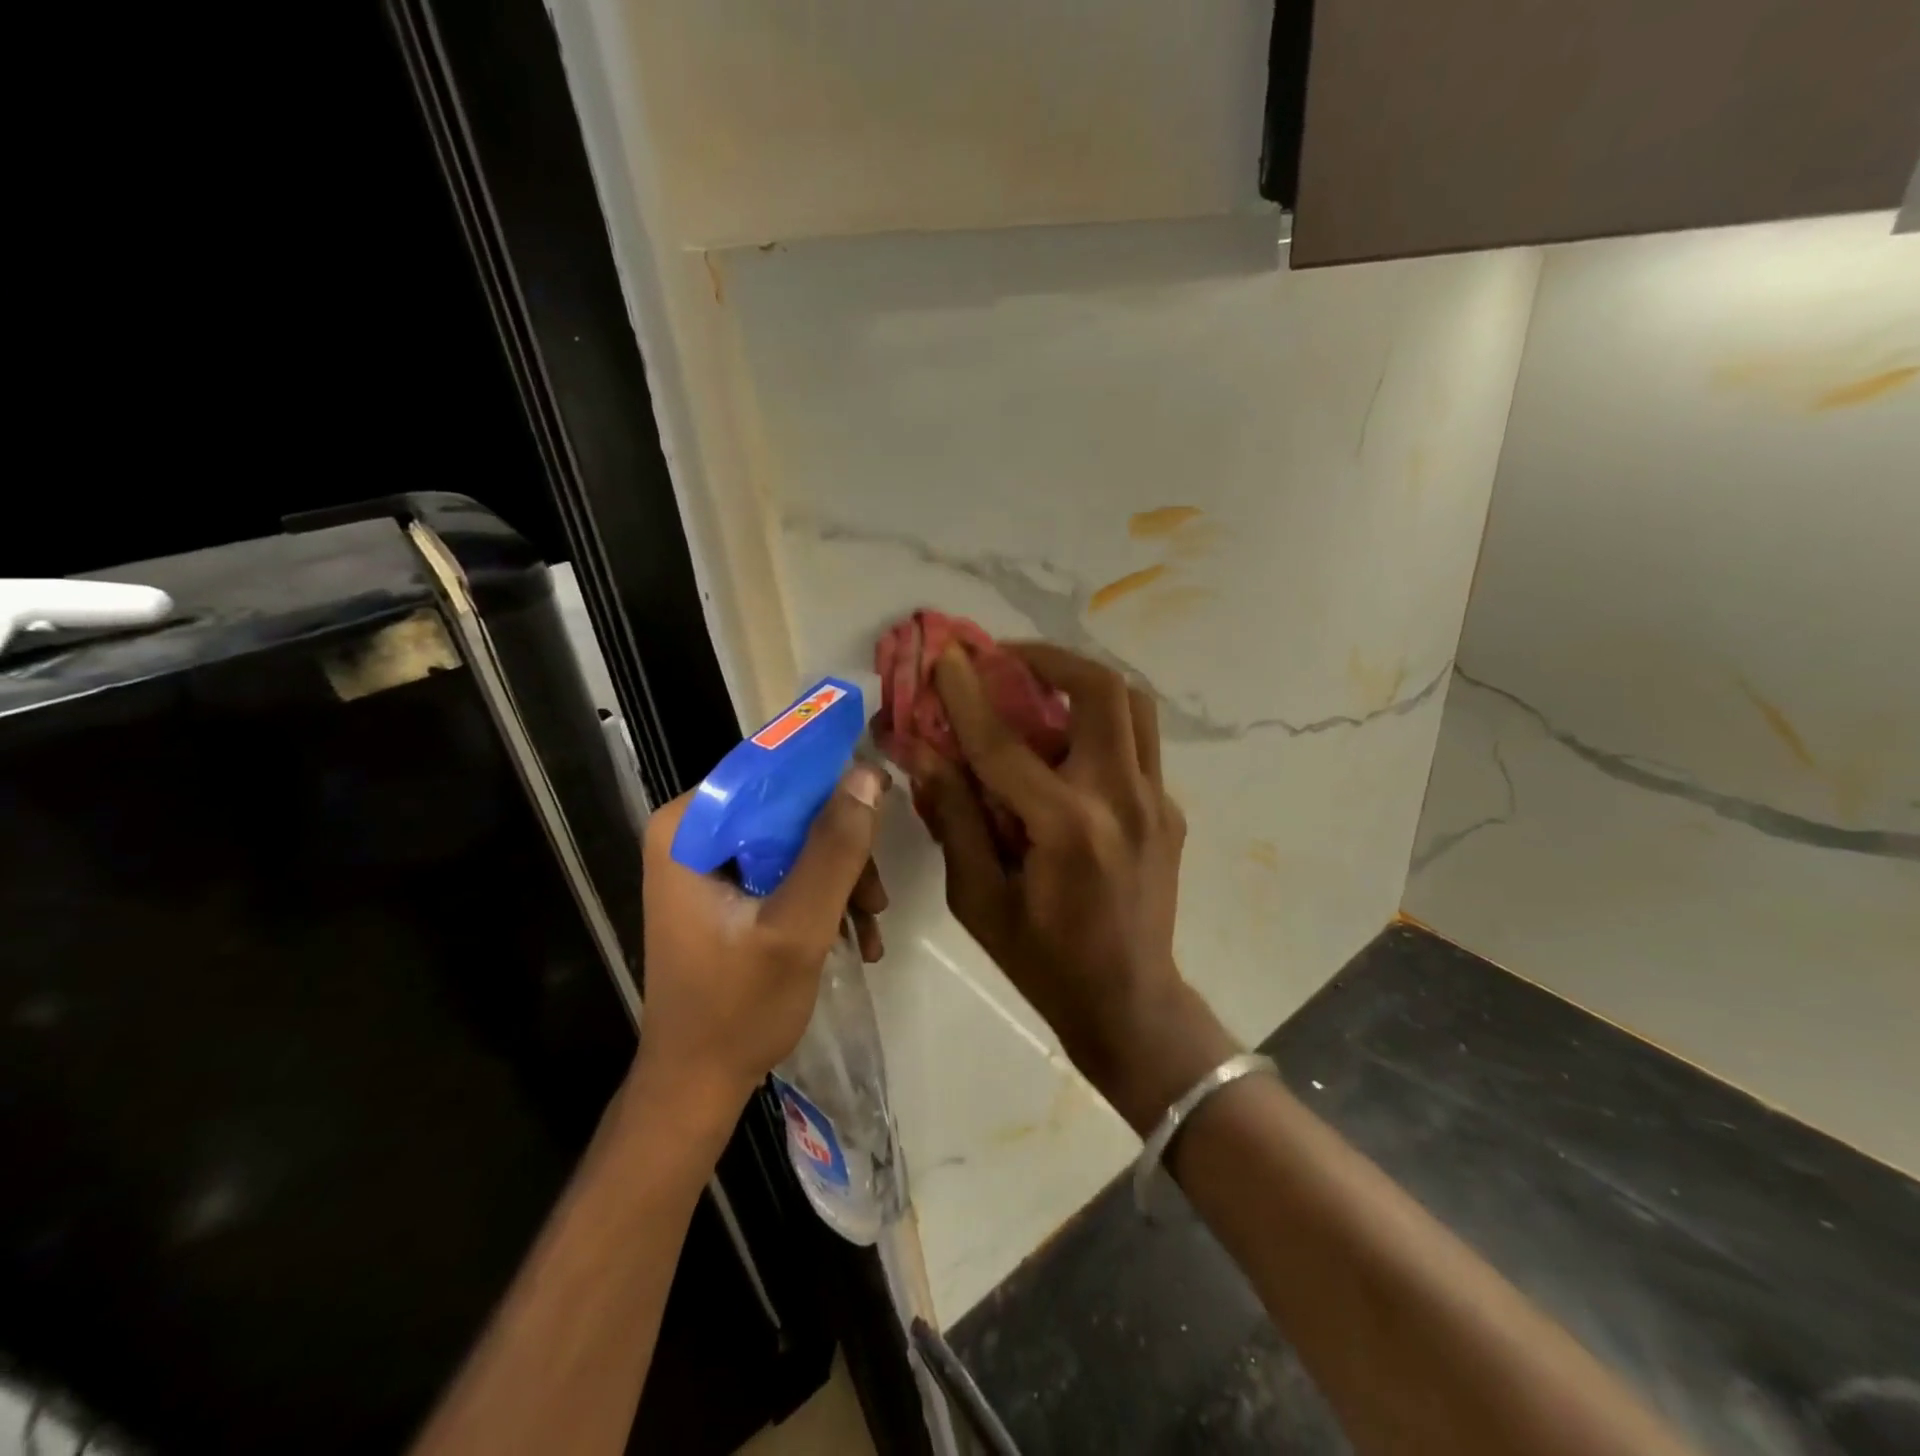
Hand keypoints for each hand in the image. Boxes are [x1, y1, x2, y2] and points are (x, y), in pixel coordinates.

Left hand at [633, 764, 889, 1121]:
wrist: (697, 1084)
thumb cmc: (737, 1008)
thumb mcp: (797, 926)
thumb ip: (834, 850)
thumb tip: (869, 775)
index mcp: (689, 826)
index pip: (767, 769)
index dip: (827, 780)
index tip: (878, 803)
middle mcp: (694, 832)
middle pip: (787, 807)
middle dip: (841, 848)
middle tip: (876, 895)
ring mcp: (709, 863)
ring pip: (795, 839)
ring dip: (841, 878)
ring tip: (870, 927)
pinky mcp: (726, 890)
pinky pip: (786, 869)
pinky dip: (823, 896)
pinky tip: (855, 937)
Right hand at [908, 643, 1234, 1131]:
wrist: (1130, 1003)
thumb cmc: (1043, 961)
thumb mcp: (979, 900)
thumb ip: (954, 819)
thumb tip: (927, 755)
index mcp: (1066, 829)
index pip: (1006, 743)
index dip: (968, 693)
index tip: (947, 656)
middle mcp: (1121, 800)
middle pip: (1101, 691)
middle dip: (1049, 659)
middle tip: (1007, 658)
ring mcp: (1156, 801)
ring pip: (1133, 704)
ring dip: (1083, 681)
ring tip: (1040, 685)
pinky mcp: (1169, 809)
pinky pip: (1136, 742)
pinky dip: (1099, 724)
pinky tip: (1065, 747)